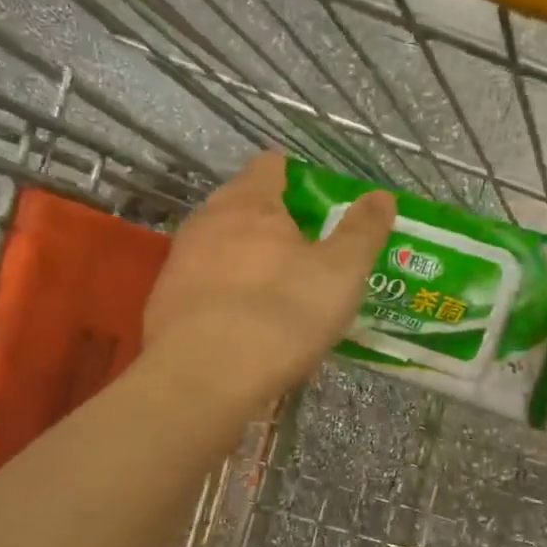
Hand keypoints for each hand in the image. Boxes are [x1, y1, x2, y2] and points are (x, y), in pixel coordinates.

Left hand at [144, 153, 395, 408]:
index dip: (300, 178)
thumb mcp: (341, 273)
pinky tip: (246, 323)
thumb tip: (381, 195)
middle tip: (310, 251)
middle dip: (275, 220)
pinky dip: (227, 292)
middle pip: (244, 204)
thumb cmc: (280, 314)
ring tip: (281, 289)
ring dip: (249, 257)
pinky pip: (206, 283)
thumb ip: (363, 230)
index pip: (272, 166)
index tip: (324, 206)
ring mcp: (180, 261)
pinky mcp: (165, 301)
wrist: (201, 380)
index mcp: (250, 202)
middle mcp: (207, 221)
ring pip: (222, 245)